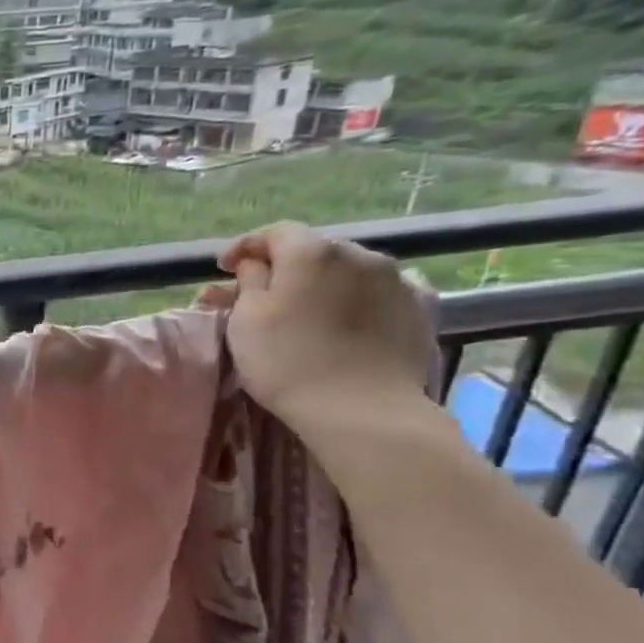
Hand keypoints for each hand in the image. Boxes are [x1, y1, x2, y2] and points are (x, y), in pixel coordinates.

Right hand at [209, 223, 434, 434]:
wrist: (362, 409)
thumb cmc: (287, 361)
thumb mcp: (245, 320)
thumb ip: (249, 282)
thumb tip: (255, 265)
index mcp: (311, 252)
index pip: (274, 233)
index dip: (244, 246)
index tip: (222, 268)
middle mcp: (359, 254)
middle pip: (313, 250)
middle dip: (285, 266)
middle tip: (261, 293)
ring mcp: (397, 279)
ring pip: (348, 270)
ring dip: (323, 281)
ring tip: (307, 307)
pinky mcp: (420, 308)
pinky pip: (380, 290)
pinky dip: (357, 297)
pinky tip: (348, 316)